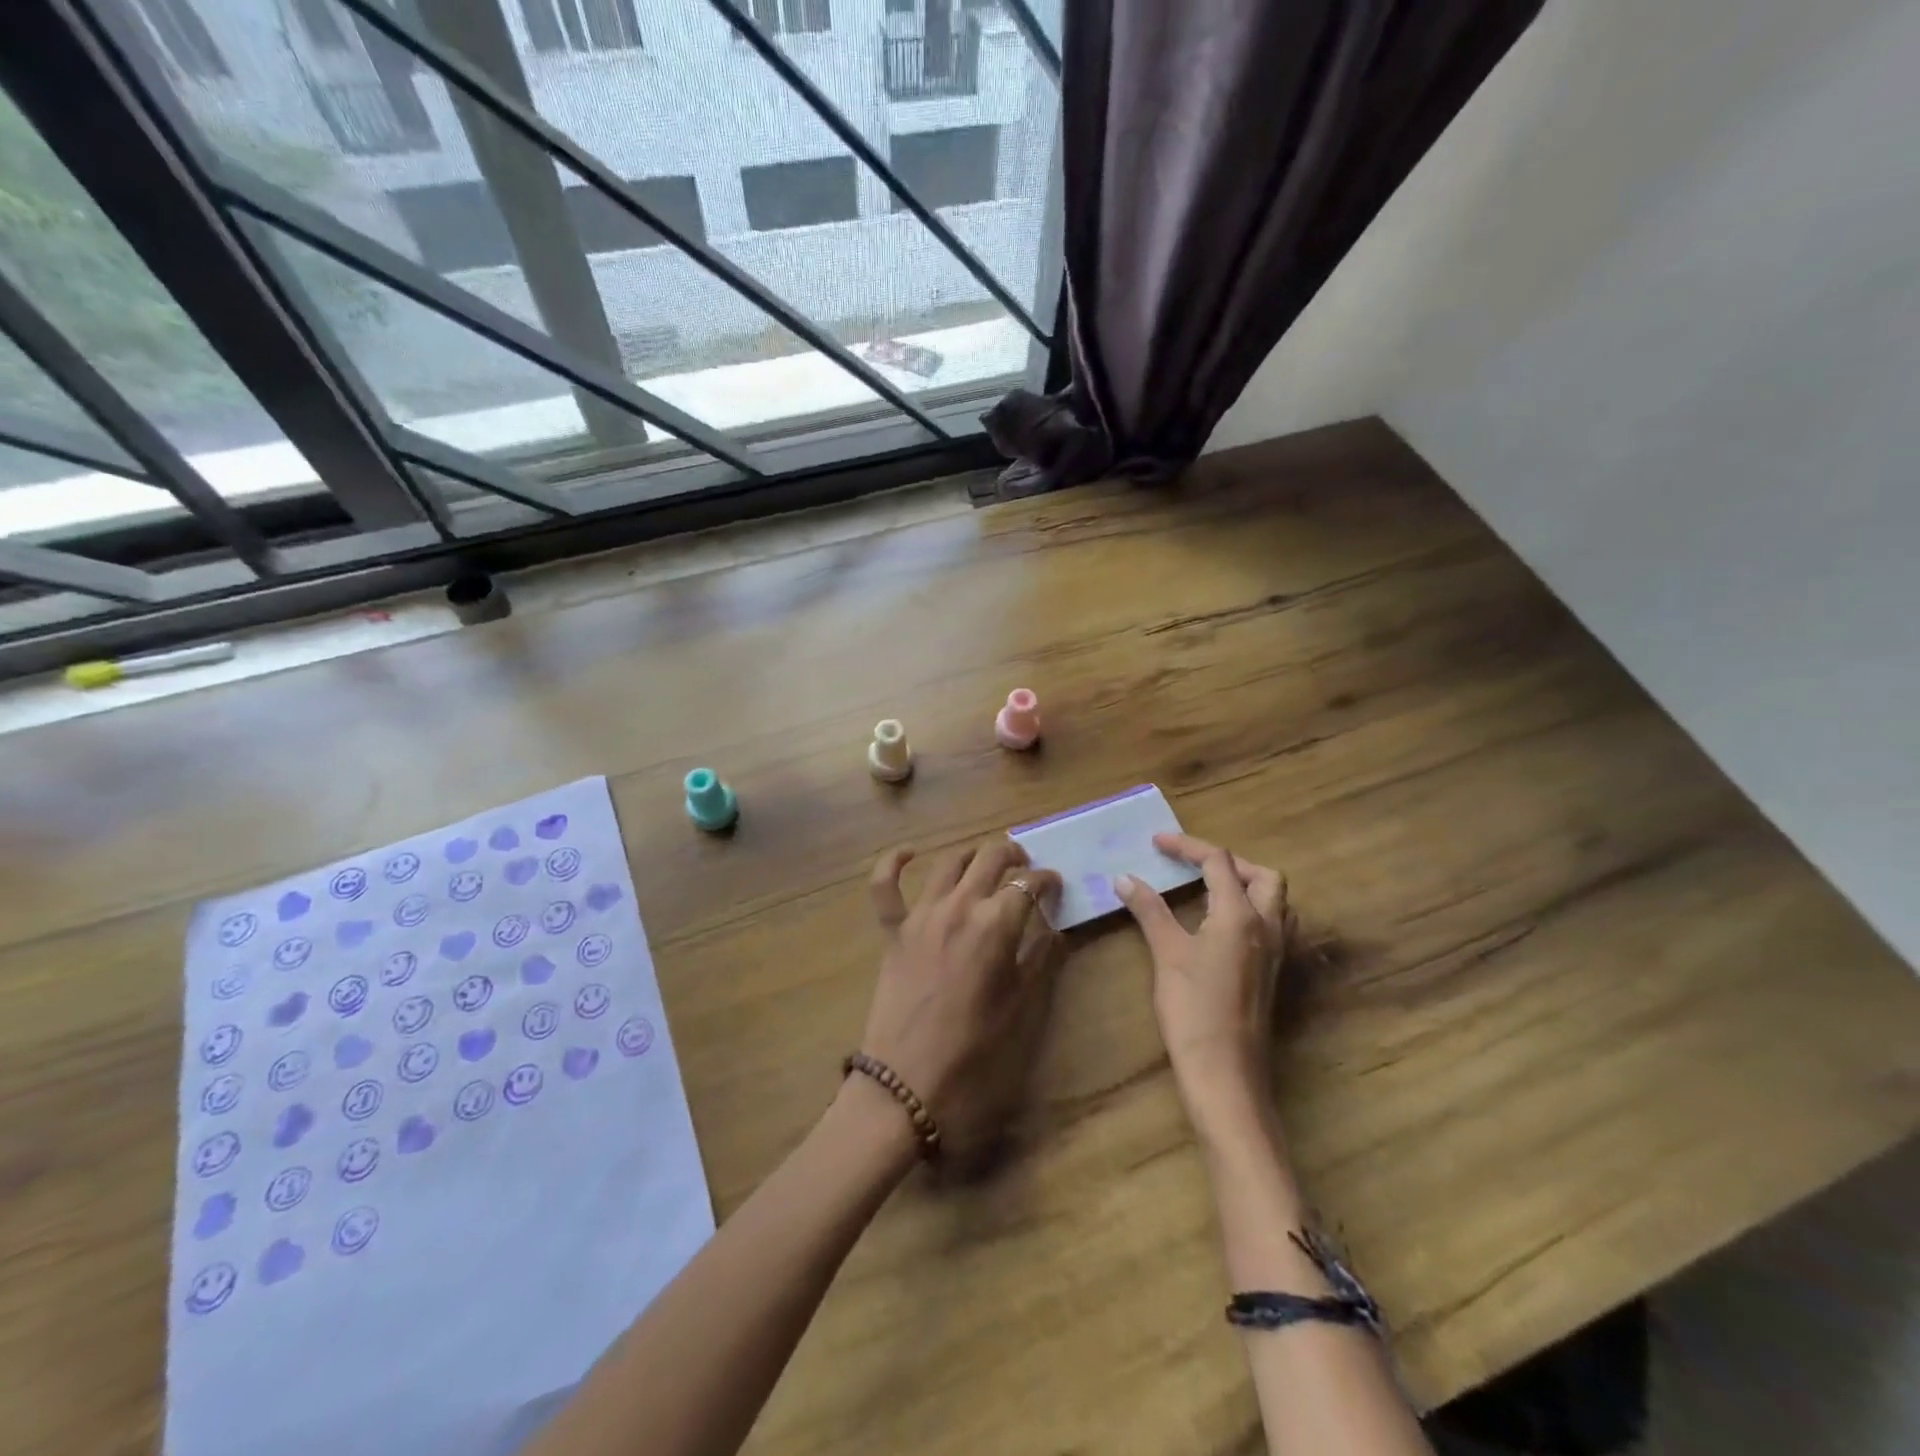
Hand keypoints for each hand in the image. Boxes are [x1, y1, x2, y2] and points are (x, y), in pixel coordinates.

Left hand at [860, 839, 1062, 1159]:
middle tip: (1026, 868)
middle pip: (991, 858)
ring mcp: (921, 915)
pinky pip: (884, 886)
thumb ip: (1040, 960)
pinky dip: (894, 863)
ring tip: (987, 863)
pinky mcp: (893, 931)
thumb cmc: (975, 1052)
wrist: (908, 1084)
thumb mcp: (1022, 1008)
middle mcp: (959, 906)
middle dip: (1014, 856)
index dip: (1048, 881)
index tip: (1056, 888)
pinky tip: (909, 853)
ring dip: (972, 855)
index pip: (1029, 884)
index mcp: (996, 924)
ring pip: (949, 862)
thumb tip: (1054, 931)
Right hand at [1115, 834, 1292, 1135]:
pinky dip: (1250, 909)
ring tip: (1209, 888)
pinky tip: (1221, 926)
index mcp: (1241, 914)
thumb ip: (1149, 910)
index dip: (1188, 846)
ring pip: (1274, 900)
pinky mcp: (1273, 973)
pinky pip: (1272, 924)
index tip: (1157, 843)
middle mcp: (1268, 926)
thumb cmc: (1193, 1008)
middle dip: (1228, 862)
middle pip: (1262, 875)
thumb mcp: (1167, 953)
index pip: (1219, 862)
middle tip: (1193, 865)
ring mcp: (1276, 952)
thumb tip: (1125, 878)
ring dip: (1246, 884)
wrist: (1225, 1072)